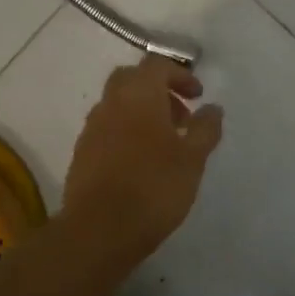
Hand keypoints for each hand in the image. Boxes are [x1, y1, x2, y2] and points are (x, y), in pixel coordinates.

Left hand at [63, 56, 223, 260]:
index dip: (180, 75)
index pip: (157, 65)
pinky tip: (141, 163)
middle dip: (158, 90)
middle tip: (180, 116)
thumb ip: (205, 129)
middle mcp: (110, 103)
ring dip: (141, 113)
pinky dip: (126, 133)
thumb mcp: (193, 159)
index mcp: (139, 95)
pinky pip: (107, 129)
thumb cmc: (154, 187)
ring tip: (165, 144)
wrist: (99, 230)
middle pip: (132, 79)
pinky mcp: (81, 154)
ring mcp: (91, 128)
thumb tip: (213, 108)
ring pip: (118, 105)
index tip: (198, 97)